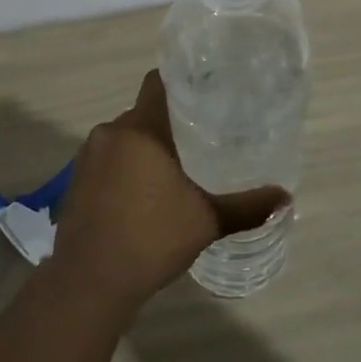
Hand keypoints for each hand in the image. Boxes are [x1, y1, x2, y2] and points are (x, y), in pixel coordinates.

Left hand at [53, 72, 288, 309]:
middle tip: (198, 138)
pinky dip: (124, 168)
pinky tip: (141, 194)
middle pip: (142, 113)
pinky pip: (106, 160)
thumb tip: (285, 197)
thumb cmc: (152, 239)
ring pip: (123, 139)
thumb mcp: (206, 221)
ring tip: (172, 168)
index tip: (202, 91)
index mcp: (141, 130)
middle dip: (167, 124)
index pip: (157, 83)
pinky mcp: (75, 180)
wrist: (90, 279)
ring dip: (143, 149)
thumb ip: (247, 206)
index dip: (179, 82)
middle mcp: (110, 133)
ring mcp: (87, 156)